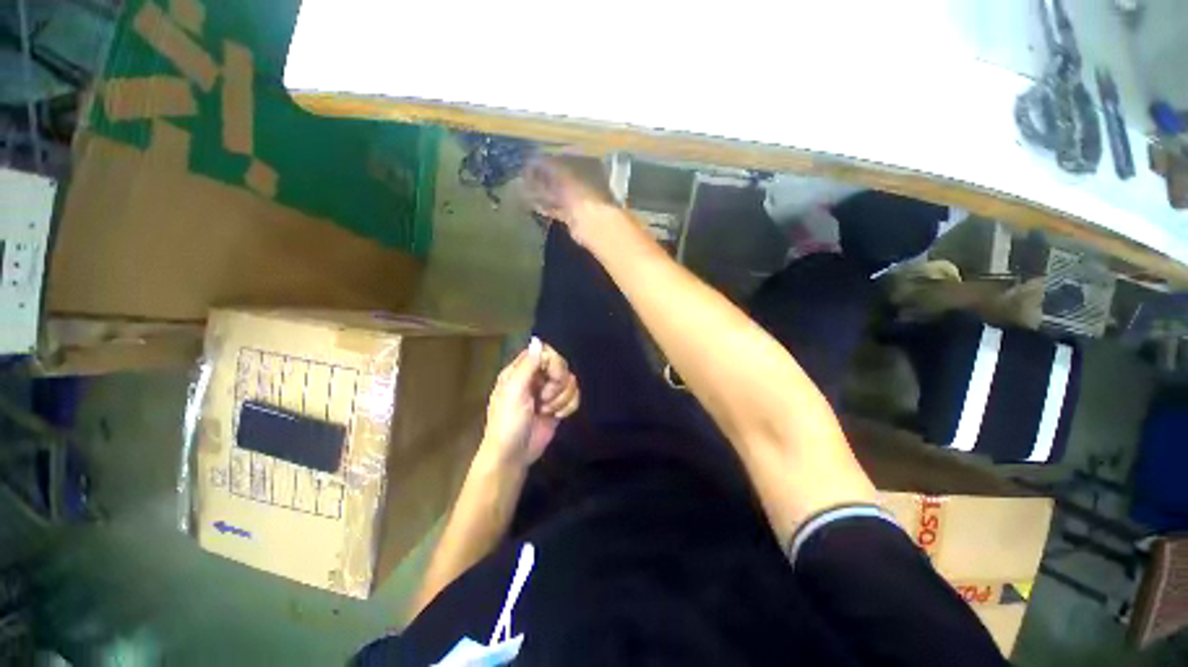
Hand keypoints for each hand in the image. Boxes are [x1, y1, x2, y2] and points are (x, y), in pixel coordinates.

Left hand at [480, 337, 579, 468]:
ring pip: (570, 381)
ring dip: (562, 398)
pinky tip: (558, 416)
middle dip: (558, 383)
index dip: (553, 363)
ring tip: (547, 410)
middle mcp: (536, 378)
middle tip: (544, 398)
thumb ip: (528, 365)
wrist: (513, 455)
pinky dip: (569, 406)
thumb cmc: (508, 422)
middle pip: (561, 365)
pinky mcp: (558, 406)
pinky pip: (575, 396)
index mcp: (521, 371)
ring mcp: (548, 392)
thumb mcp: (514, 391)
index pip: (545, 353)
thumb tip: (538, 339)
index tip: (551, 377)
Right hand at [522, 158, 615, 245]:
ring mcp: (580, 199)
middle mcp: (585, 179)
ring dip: (543, 193)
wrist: (591, 220)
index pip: (563, 155)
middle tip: (525, 178)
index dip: (546, 158)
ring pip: (558, 193)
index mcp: (587, 162)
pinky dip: (547, 207)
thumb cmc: (578, 187)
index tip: (530, 163)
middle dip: (543, 177)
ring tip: (525, 191)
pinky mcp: (574, 215)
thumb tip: (531, 161)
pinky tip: (534, 206)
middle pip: (560, 176)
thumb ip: (543, 162)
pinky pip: (558, 208)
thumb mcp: (558, 167)